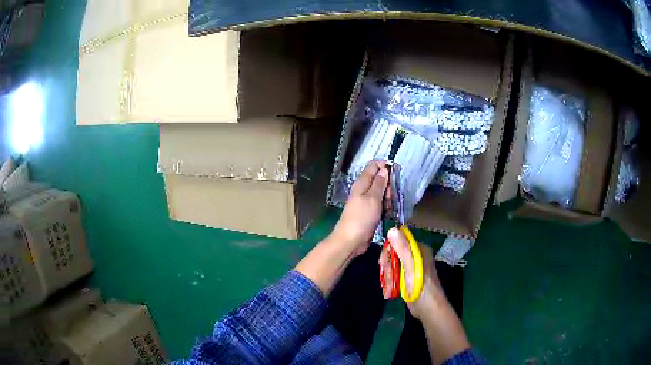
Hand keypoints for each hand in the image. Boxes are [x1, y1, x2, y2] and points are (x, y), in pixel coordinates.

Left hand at [331, 160, 388, 255]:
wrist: (351, 241)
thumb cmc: (361, 218)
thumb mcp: (373, 198)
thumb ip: (379, 183)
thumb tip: (385, 169)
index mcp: (362, 183)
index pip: (373, 165)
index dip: (385, 166)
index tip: (396, 173)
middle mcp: (364, 190)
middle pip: (380, 179)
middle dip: (389, 186)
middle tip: (389, 197)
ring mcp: (366, 201)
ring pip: (382, 193)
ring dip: (388, 198)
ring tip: (387, 208)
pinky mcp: (370, 212)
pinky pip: (381, 205)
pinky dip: (385, 208)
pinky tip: (387, 214)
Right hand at [387, 227, 470, 361]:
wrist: (428, 309)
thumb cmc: (421, 287)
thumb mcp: (410, 267)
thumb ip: (402, 248)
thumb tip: (392, 229)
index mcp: (419, 250)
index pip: (398, 241)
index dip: (388, 251)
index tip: (383, 264)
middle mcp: (416, 256)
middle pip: (394, 254)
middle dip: (387, 268)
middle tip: (386, 280)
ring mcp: (412, 267)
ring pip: (392, 266)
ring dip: (388, 279)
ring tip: (389, 290)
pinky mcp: (408, 278)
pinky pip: (394, 275)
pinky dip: (391, 283)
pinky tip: (390, 292)